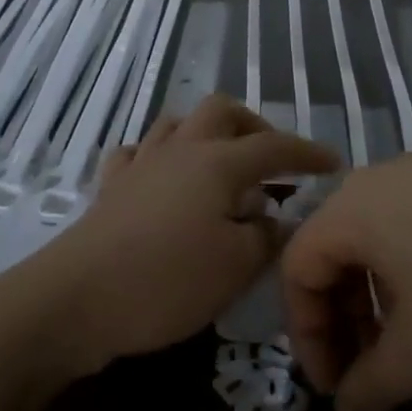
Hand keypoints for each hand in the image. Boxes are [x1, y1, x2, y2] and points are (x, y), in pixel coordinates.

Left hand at [36, 95, 336, 375]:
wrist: (78, 299)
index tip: (333, 164)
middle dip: (254, 127)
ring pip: (177, 123)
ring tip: (222, 166)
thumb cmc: (167, 280)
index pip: (274, 146)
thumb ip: (267, 237)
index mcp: (217, 163)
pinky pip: (138, 153)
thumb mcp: (236, 266)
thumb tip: (280, 219)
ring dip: (206, 134)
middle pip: (221, 111)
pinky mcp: (111, 187)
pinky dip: (160, 158)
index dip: (307, 153)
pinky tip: (165, 180)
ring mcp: (141, 164)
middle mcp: (180, 150)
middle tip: (271, 162)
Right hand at [280, 155, 411, 410]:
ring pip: (374, 240)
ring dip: (374, 300)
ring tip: (406, 349)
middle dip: (340, 320)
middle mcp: (380, 178)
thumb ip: (371, 386)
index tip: (335, 389)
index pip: (297, 268)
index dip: (306, 335)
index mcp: (353, 206)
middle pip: (332, 251)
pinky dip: (408, 273)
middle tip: (366, 375)